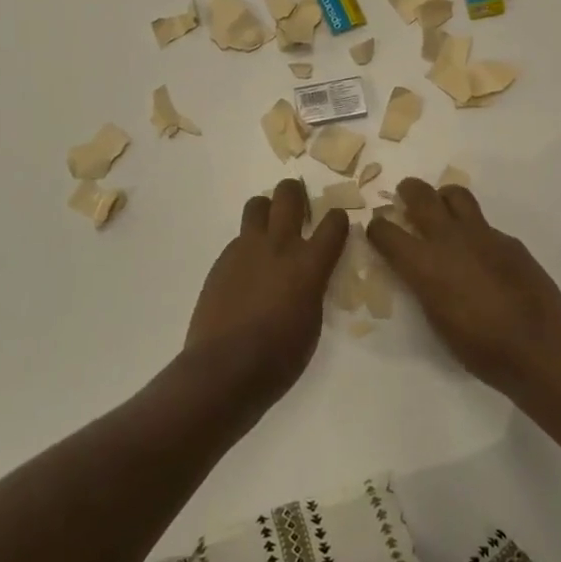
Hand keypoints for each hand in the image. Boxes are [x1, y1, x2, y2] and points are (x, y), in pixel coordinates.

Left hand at [185, 180, 349, 402]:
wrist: (224, 369)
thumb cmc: (279, 357)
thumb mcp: (312, 322)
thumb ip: (313, 288)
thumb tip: (308, 277)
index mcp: (309, 264)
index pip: (334, 223)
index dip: (338, 219)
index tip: (337, 224)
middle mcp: (279, 246)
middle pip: (288, 195)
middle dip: (296, 193)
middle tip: (299, 206)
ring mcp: (246, 249)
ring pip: (257, 205)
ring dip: (267, 210)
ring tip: (270, 229)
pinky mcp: (222, 260)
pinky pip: (239, 238)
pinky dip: (248, 244)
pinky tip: (247, 270)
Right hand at [366, 178, 560, 392]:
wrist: (537, 346)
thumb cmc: (479, 347)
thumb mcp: (436, 319)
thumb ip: (423, 285)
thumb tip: (421, 270)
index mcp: (423, 264)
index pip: (386, 231)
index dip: (377, 228)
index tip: (378, 230)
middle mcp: (449, 239)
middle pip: (421, 195)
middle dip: (408, 190)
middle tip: (406, 195)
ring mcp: (482, 234)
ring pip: (456, 195)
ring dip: (443, 197)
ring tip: (443, 209)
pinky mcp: (508, 240)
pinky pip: (485, 224)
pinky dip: (475, 231)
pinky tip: (482, 254)